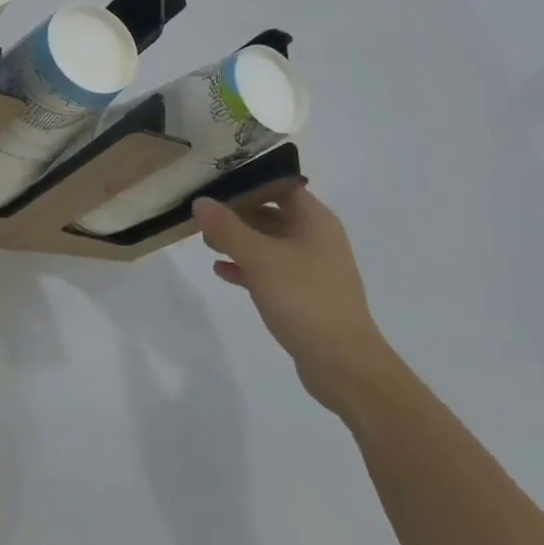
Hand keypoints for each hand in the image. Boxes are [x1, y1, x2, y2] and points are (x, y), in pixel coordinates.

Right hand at [193, 185, 390, 412]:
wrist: (343, 363)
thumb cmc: (303, 298)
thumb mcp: (259, 258)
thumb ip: (227, 228)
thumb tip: (200, 202)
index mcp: (314, 220)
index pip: (279, 185)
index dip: (248, 180)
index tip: (214, 182)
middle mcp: (316, 237)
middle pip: (272, 212)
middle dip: (237, 212)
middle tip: (203, 213)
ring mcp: (312, 268)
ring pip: (269, 243)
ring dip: (239, 241)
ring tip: (205, 241)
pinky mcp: (305, 295)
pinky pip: (271, 271)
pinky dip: (247, 267)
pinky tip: (221, 271)